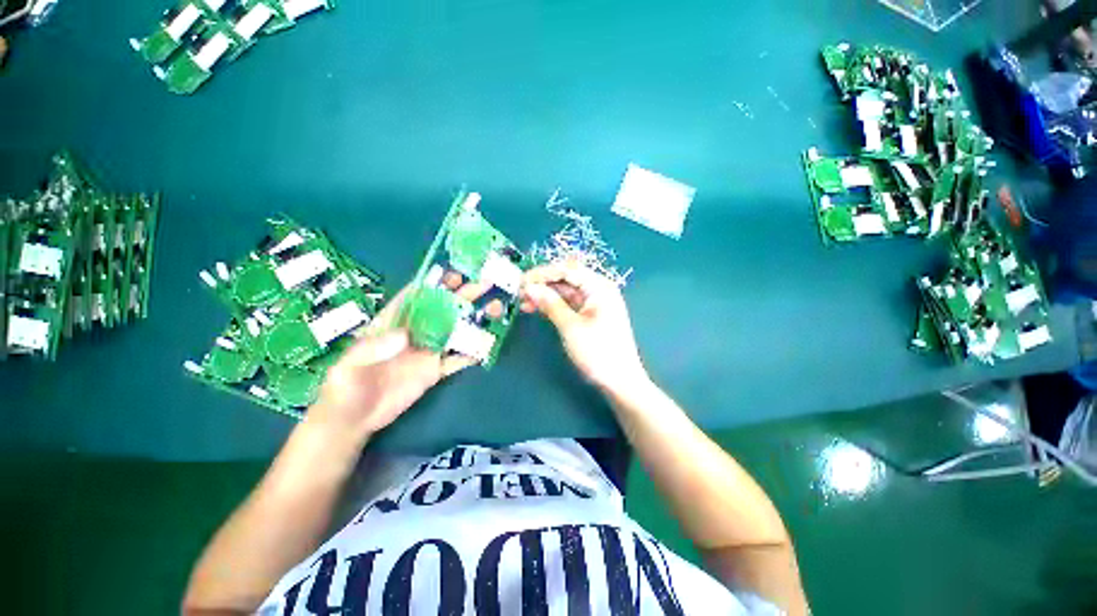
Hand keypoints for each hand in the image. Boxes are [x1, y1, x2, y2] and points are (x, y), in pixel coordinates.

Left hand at [308, 285, 474, 440]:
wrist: (354, 420)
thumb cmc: (345, 387)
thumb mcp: (349, 365)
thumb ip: (374, 348)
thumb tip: (406, 335)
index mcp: (393, 324)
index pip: (414, 298)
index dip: (433, 284)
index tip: (452, 275)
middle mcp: (415, 333)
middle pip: (442, 310)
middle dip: (461, 296)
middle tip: (482, 284)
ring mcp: (427, 351)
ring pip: (455, 331)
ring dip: (473, 320)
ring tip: (494, 308)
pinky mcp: (435, 370)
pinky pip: (458, 359)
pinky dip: (473, 352)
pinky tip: (489, 343)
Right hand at [521, 262, 648, 392]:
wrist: (620, 381)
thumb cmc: (598, 352)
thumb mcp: (571, 327)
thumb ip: (550, 304)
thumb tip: (529, 288)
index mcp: (599, 287)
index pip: (568, 270)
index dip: (543, 273)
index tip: (521, 280)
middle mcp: (598, 290)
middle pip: (566, 279)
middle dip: (543, 284)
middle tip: (519, 292)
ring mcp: (594, 303)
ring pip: (565, 292)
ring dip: (545, 295)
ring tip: (524, 302)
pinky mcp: (590, 315)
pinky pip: (569, 304)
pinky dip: (553, 305)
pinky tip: (536, 308)